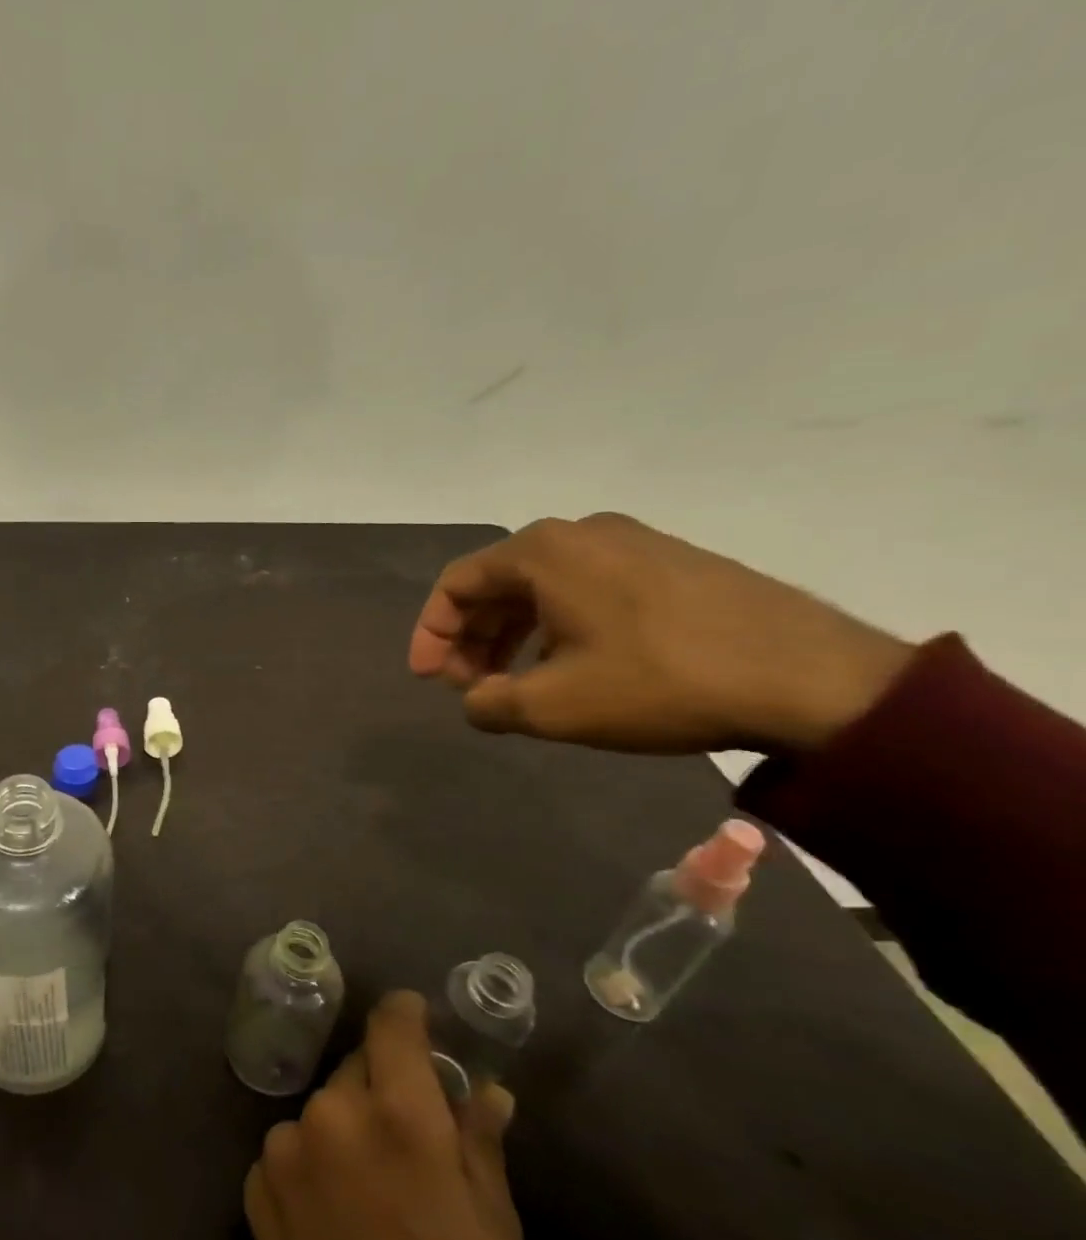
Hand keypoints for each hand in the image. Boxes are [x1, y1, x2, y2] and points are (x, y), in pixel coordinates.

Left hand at [244, 992, 523, 1239]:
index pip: (392, 1025)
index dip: (405, 1014)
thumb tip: (489, 1089)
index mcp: (399, 1113)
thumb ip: (480, 1138)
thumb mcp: (494, 1223)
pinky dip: (310, 1163)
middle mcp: (332, 1112)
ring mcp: (286, 1146)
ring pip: (322, 1109)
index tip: (414, 1017)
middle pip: (356, 1068)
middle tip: (402, 1132)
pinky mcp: (256, 1181)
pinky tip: (330, 1213)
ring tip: (366, 1188)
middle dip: (381, 1084)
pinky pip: (291, 1149)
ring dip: (343, 1128)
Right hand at [408, 513, 914, 753]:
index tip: (429, 680)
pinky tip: (572, 667)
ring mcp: (633, 543)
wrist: (810, 677)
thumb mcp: (552, 706)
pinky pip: (588, 589)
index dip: (431, 633)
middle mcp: (582, 533)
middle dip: (472, 638)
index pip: (457, 584)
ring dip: (513, 635)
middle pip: (499, 583)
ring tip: (515, 684)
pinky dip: (558, 627)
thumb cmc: (658, 682)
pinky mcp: (672, 563)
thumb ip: (488, 704)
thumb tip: (475, 701)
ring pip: (544, 587)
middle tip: (469, 688)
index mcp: (543, 552)